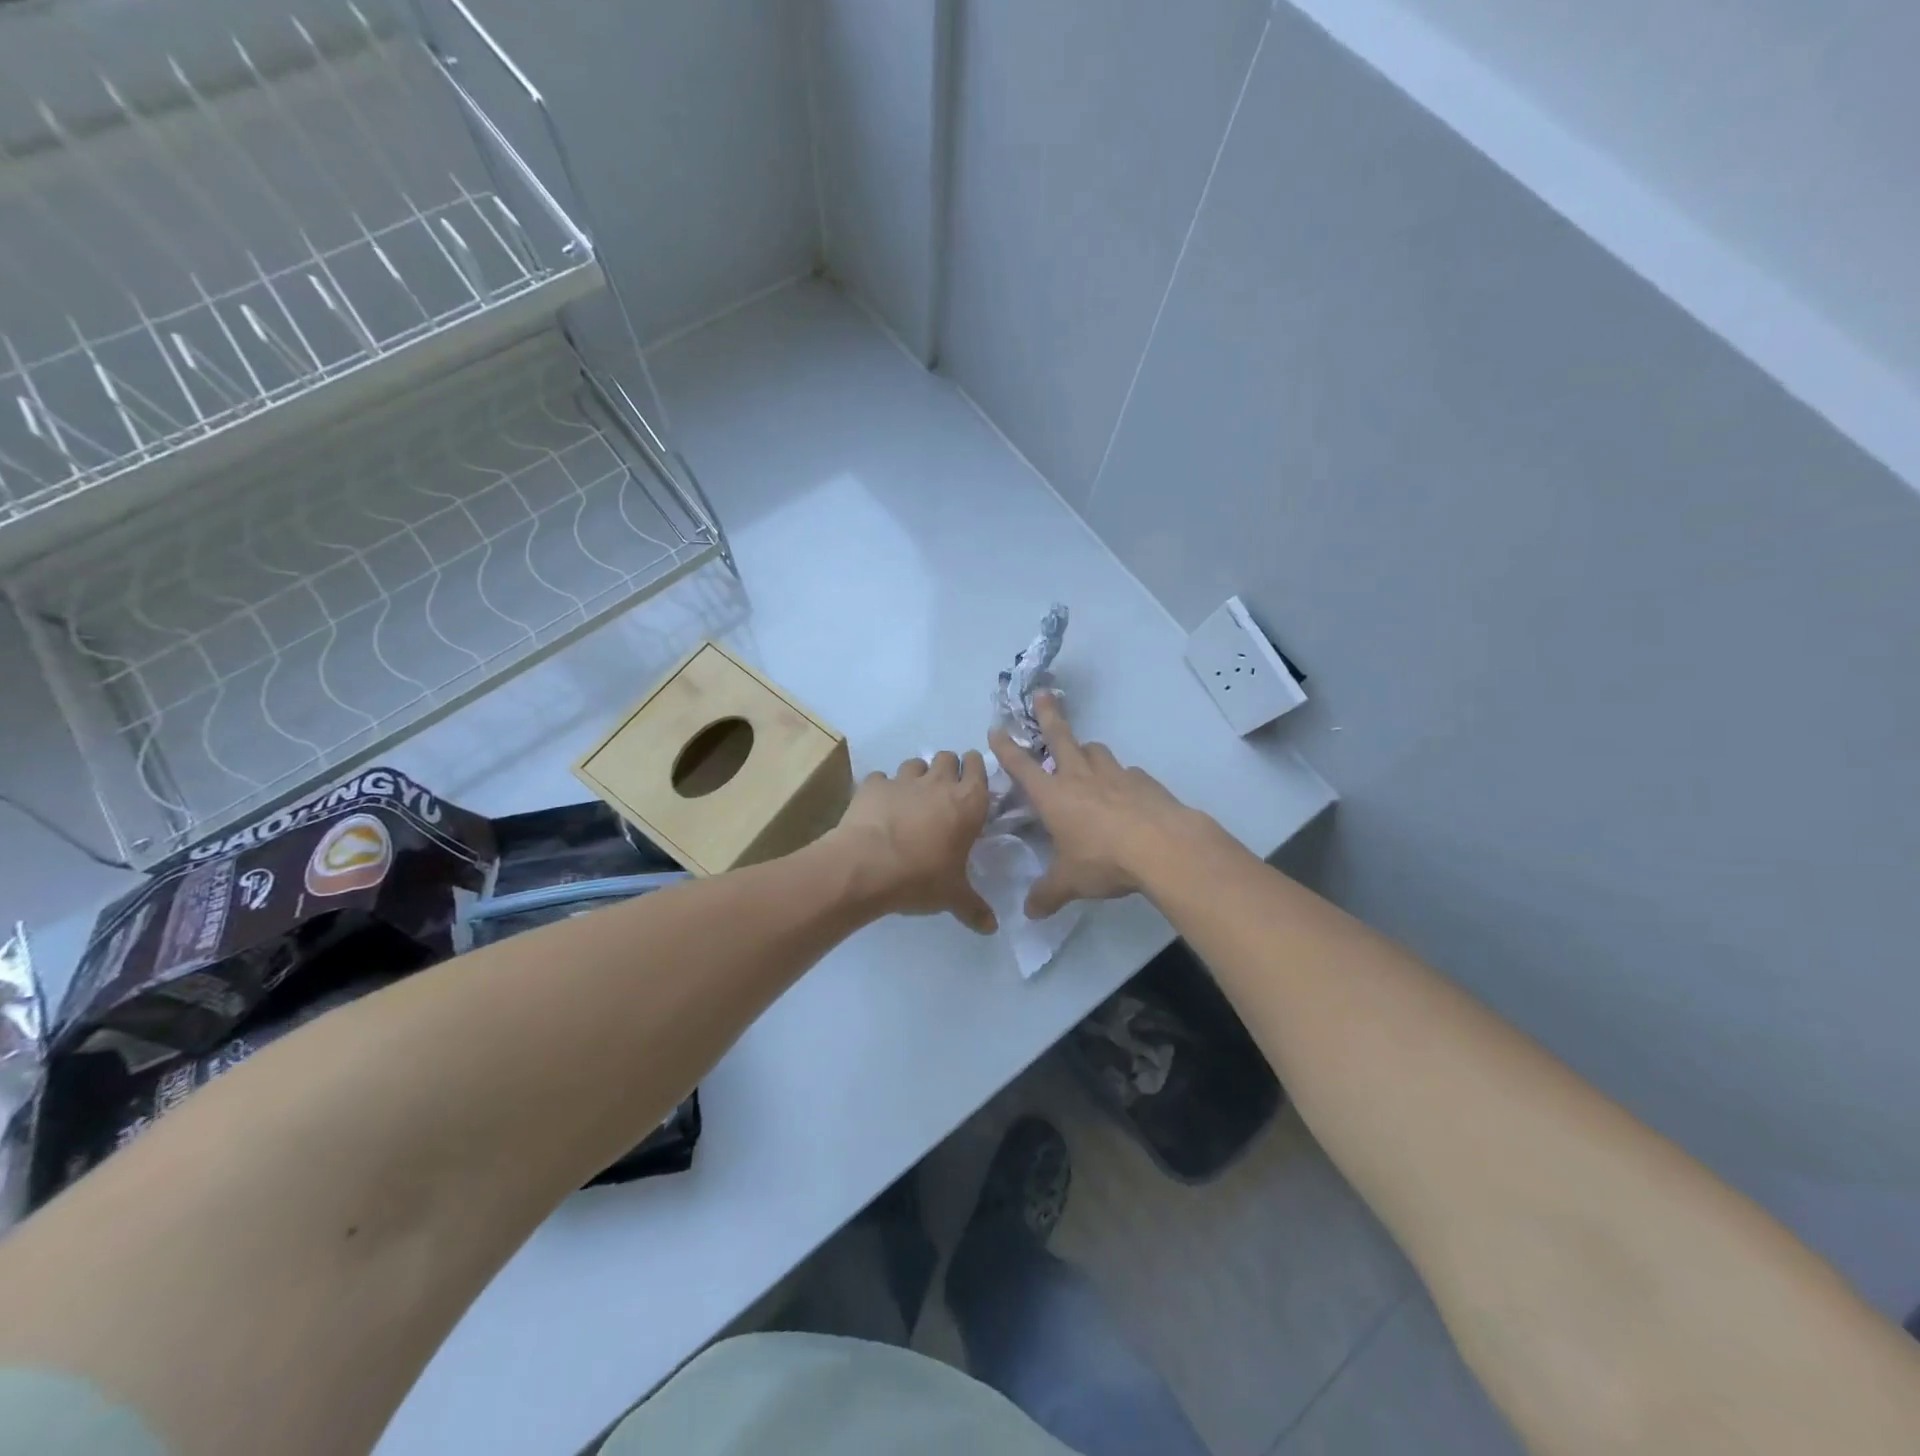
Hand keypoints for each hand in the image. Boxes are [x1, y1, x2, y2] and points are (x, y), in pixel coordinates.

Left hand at [831, 751, 997, 933]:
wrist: (866, 867)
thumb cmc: (921, 877)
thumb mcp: (952, 896)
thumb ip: (974, 908)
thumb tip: (992, 928)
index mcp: (968, 802)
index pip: (978, 766)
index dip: (975, 768)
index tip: (972, 778)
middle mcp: (938, 783)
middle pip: (947, 757)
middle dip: (948, 768)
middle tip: (943, 791)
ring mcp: (903, 780)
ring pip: (915, 764)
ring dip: (917, 775)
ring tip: (912, 798)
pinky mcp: (872, 785)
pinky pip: (880, 779)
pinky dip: (882, 788)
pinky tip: (879, 806)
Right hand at [990, 695, 1203, 918]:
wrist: (1163, 847)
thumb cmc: (1104, 860)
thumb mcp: (1069, 882)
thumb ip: (1047, 895)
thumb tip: (1029, 913)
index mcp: (1054, 796)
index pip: (1022, 766)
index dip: (1006, 748)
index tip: (996, 729)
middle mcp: (1080, 777)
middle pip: (1061, 737)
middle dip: (1049, 715)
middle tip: (1042, 695)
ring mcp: (1114, 775)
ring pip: (1095, 750)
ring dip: (1086, 751)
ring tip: (1085, 759)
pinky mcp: (1143, 781)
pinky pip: (1126, 773)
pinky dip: (1120, 778)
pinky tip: (1125, 794)